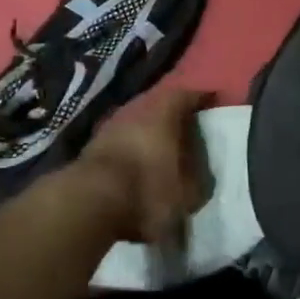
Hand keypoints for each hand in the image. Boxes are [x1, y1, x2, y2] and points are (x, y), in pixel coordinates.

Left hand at [68, 88, 211, 244]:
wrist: (87, 202)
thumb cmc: (146, 191)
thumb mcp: (185, 196)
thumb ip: (196, 183)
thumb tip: (198, 176)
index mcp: (163, 114)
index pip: (186, 96)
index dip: (200, 98)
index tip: (211, 99)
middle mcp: (136, 110)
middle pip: (158, 105)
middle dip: (173, 115)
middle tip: (187, 127)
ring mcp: (110, 126)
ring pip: (136, 121)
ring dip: (149, 132)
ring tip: (161, 148)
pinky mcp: (92, 146)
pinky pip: (121, 140)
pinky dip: (131, 148)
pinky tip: (136, 163)